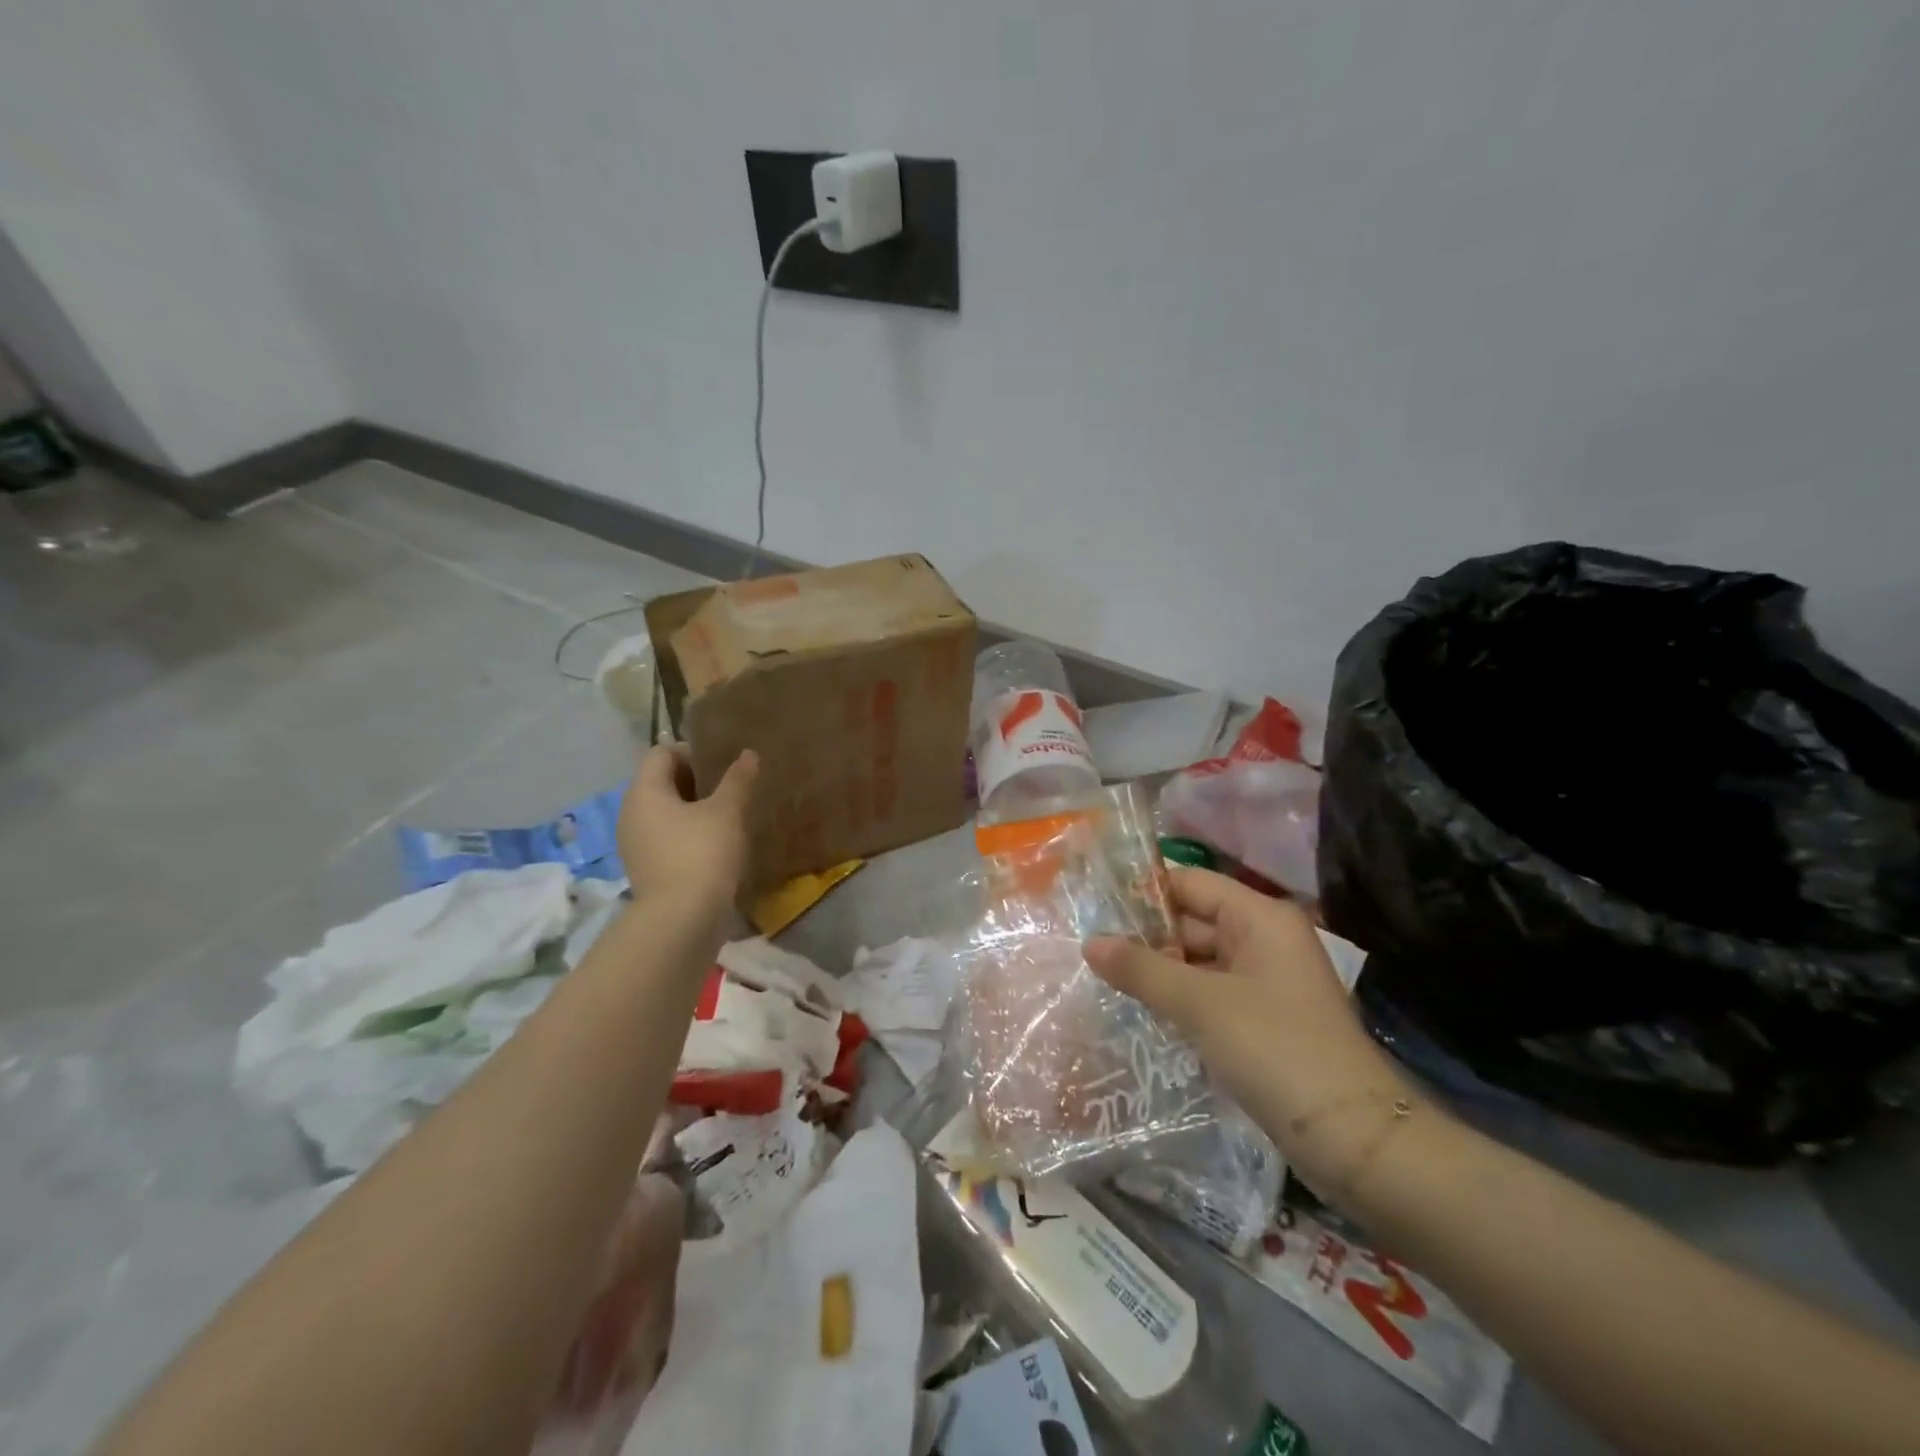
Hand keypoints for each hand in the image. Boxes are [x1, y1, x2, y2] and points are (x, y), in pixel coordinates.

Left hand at [619, 746, 757, 926]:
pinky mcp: (646, 868)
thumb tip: (748, 754)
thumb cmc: (701, 854)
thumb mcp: (726, 812)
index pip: (661, 753)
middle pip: (661, 782)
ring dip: (693, 810)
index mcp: (644, 791)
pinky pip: (666, 838)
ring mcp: (635, 844)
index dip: (692, 752)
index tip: (723, 766)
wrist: (681, 921)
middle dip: (695, 781)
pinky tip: (715, 846)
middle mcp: (631, 813)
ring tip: (727, 818)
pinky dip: (687, 835)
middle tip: (730, 790)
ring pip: (664, 812)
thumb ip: (737, 780)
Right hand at [1085, 868, 1417, 1196]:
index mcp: (1259, 917)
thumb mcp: (1200, 1004)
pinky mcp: (1263, 1021)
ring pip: (1199, 961)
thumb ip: (1142, 969)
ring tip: (1101, 977)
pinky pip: (1210, 995)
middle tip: (1086, 947)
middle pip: (1193, 921)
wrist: (1354, 1139)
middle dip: (1144, 936)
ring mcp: (1266, 982)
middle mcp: (1264, 939)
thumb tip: (1089, 942)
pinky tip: (1140, 1009)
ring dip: (1158, 970)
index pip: (1189, 884)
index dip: (1143, 892)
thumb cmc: (1275, 1049)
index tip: (1093, 906)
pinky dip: (1179, 998)